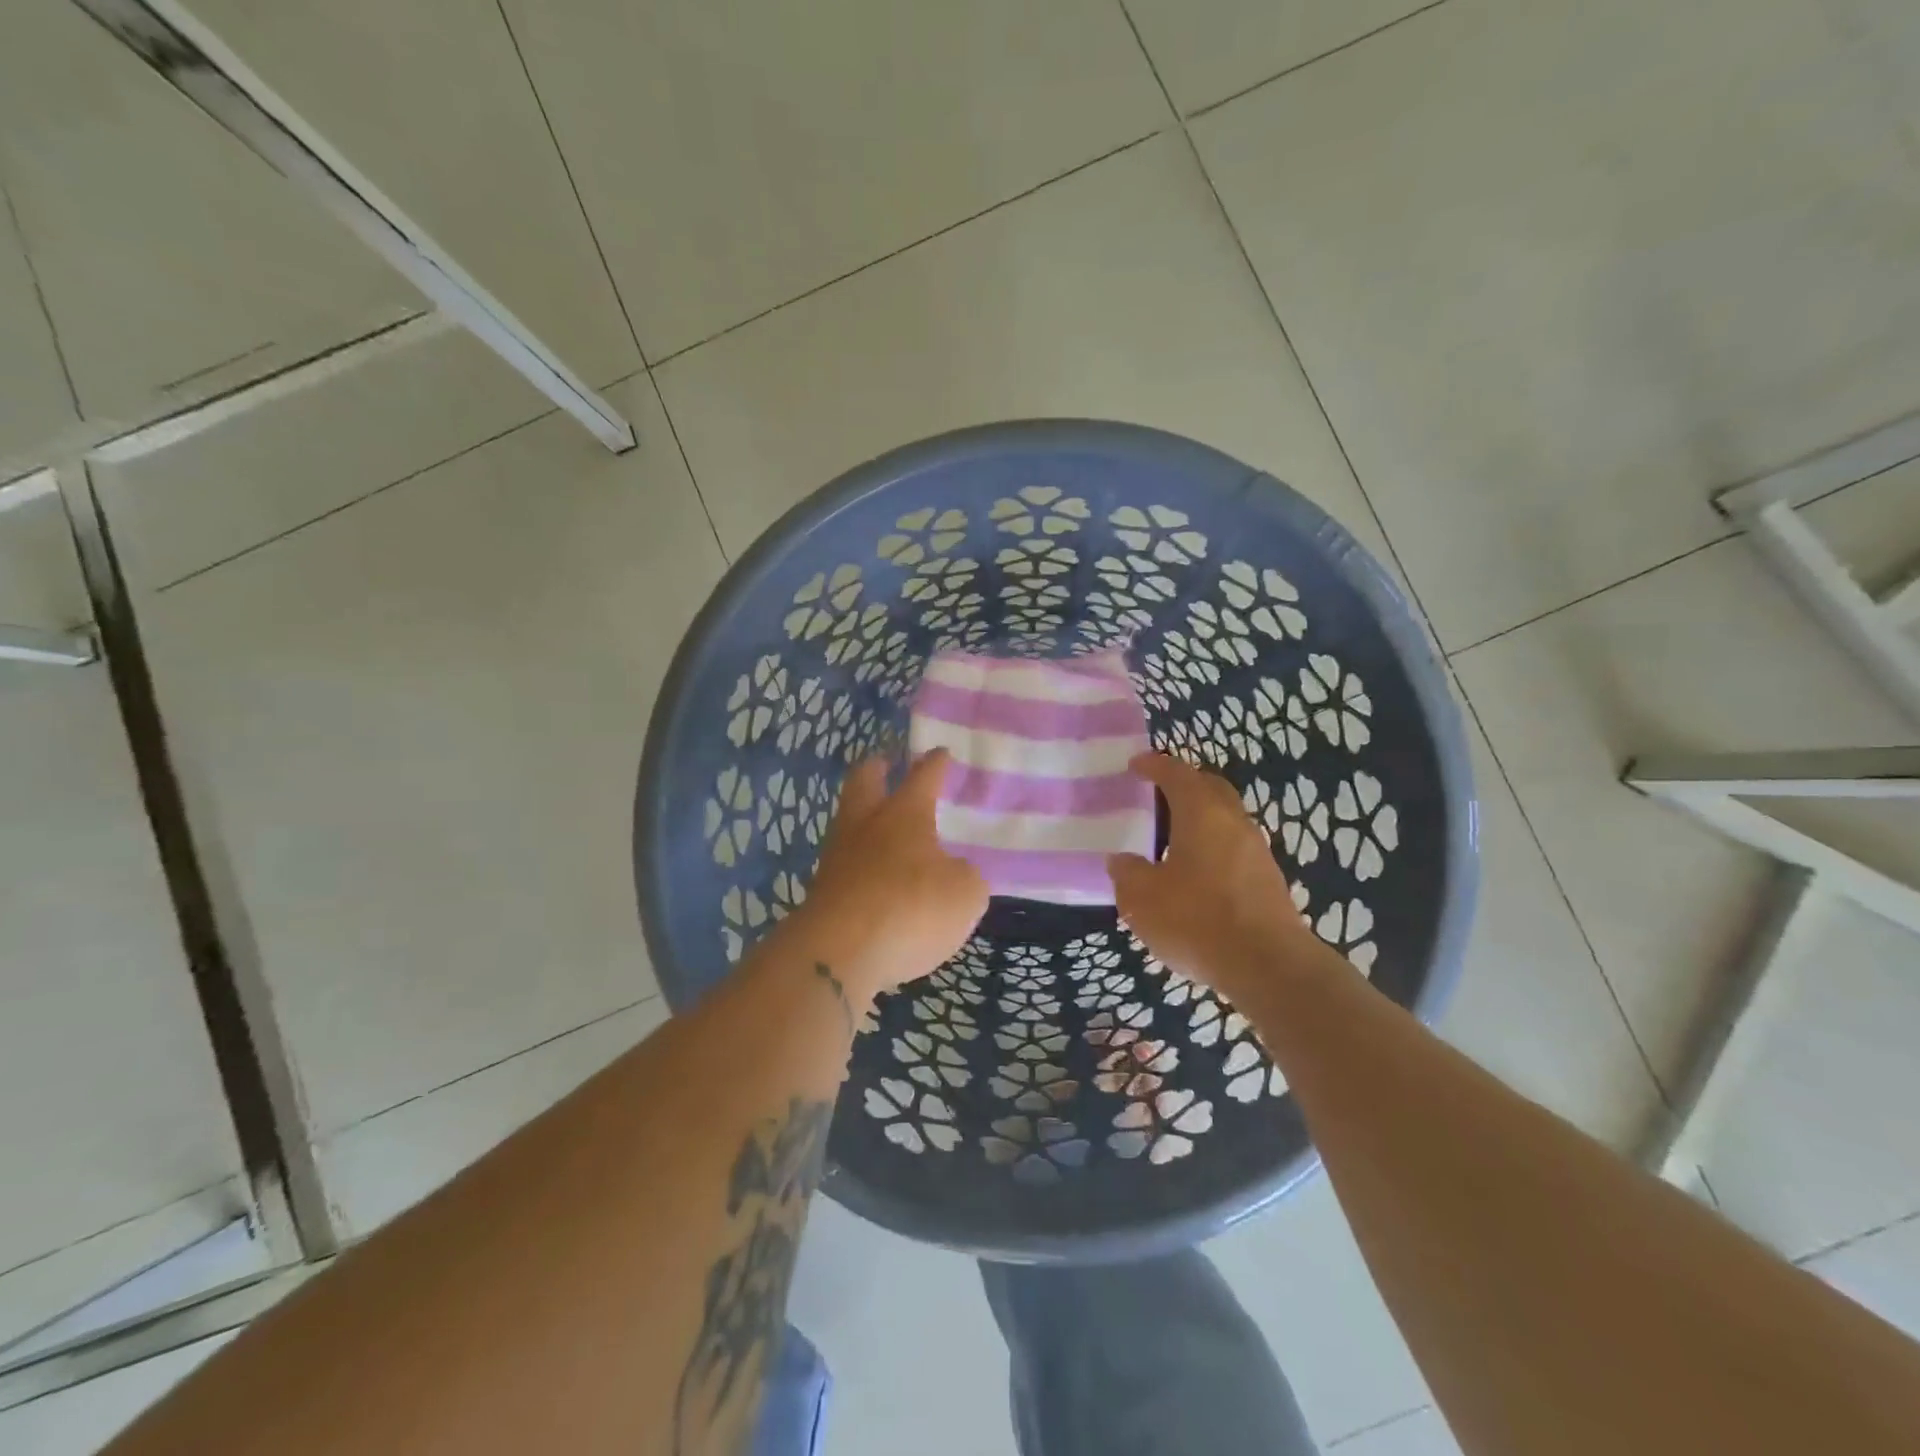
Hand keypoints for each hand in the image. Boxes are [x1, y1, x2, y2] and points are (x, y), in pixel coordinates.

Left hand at [788, 749, 988, 999]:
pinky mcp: (822, 893)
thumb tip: (953, 872)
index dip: (935, 764)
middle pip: (864, 782)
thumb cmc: (911, 908)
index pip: (923, 777)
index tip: (941, 752)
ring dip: (864, 818)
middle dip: (876, 769)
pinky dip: (859, 864)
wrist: (839, 953)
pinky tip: (873, 876)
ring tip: (882, 827)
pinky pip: (844, 866)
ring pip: (849, 822)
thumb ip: (965, 876)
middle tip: (885, 763)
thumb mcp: (965, 894)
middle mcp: (866, 825)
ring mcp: (837, 857)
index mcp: (905, 814)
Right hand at [1108, 752, 1313, 991]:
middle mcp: (1233, 821)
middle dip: (1184, 784)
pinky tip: (1195, 872)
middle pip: (1209, 787)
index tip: (1135, 764)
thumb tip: (1123, 860)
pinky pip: (1234, 846)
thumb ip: (1127, 873)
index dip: (1154, 765)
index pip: (1177, 773)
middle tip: (1156, 794)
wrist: (1269, 966)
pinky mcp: (1268, 879)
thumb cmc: (1197, 920)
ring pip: (1225, 817)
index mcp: (1201, 813)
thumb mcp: (1142, 899)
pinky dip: (1213, 845)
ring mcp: (1256, 850)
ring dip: (1200, 816)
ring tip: (1171, 836)